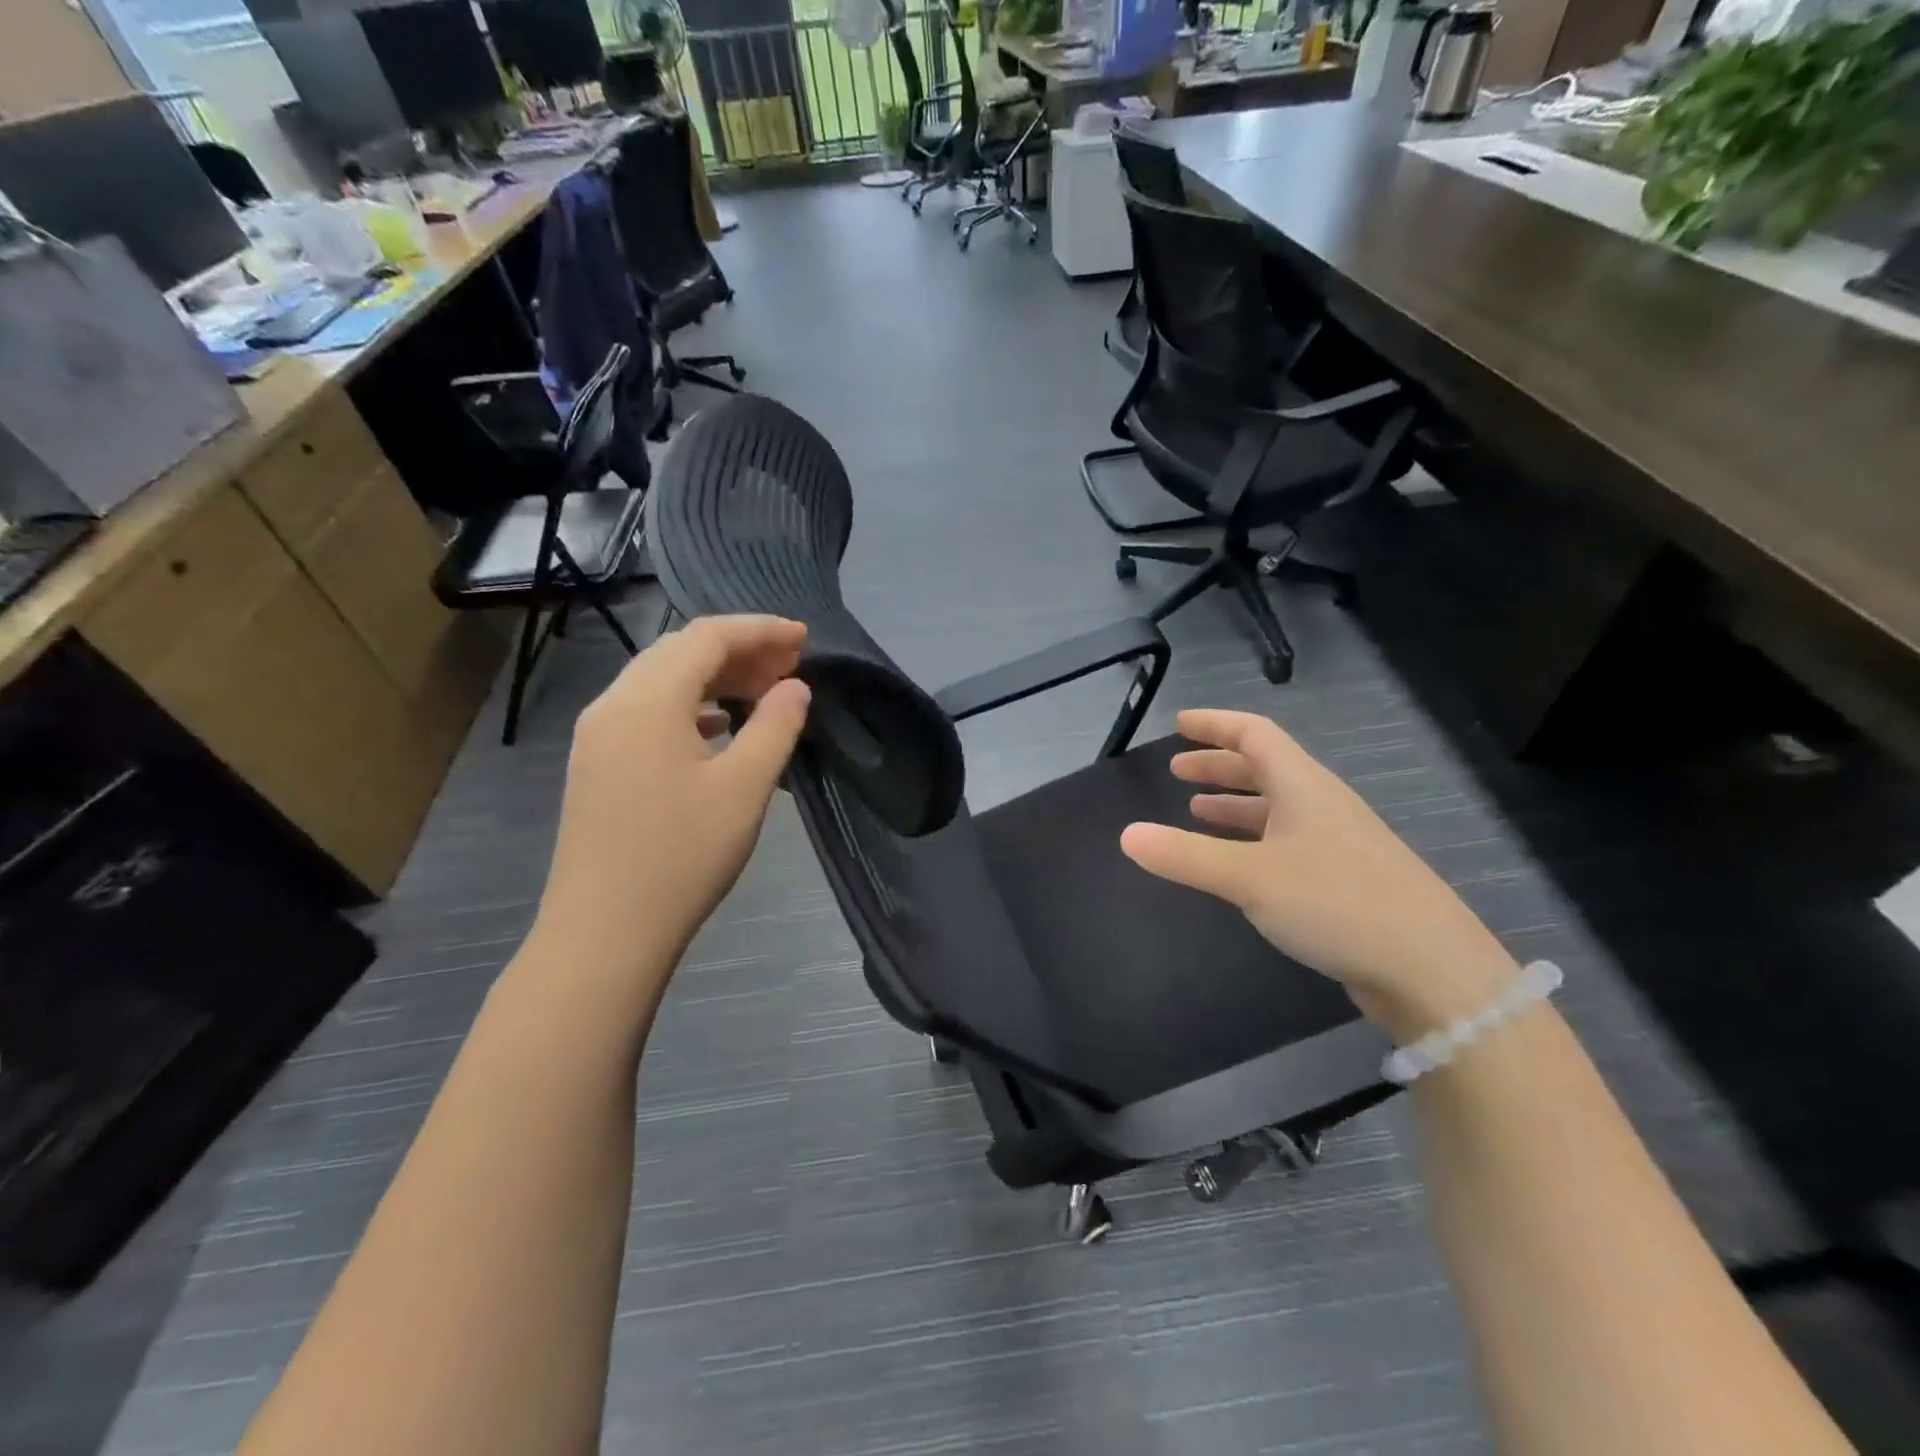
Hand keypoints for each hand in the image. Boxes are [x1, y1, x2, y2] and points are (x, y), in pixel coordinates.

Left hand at [530, 616, 810, 1000]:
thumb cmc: (682, 855)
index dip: (761, 630)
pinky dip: (690, 705)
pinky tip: (720, 726)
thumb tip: (796, 687)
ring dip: (714, 676)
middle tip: (791, 667)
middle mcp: (614, 704)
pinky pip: (647, 711)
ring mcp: (598, 735)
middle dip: (739, 650)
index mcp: (647, 700)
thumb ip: (776, 726)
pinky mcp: (597, 764)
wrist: (604, 932)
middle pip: (680, 650)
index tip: (806, 639)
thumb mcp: (745, 787)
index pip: (707, 637)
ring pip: (661, 680)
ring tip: (763, 691)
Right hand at [1119, 709, 1517, 1040]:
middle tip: (1178, 770)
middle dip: (1218, 765)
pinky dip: (1253, 839)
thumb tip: (1127, 835)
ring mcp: (1337, 841)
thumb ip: (1185, 856)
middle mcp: (1321, 804)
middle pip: (1265, 768)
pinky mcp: (1345, 878)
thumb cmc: (1336, 903)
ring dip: (1235, 804)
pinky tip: (1237, 862)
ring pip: (1277, 807)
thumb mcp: (1249, 878)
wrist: (1431, 968)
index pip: (1254, 734)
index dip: (1215, 725)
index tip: (1179, 724)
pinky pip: (1287, 841)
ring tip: (1196, 811)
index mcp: (1303, 786)